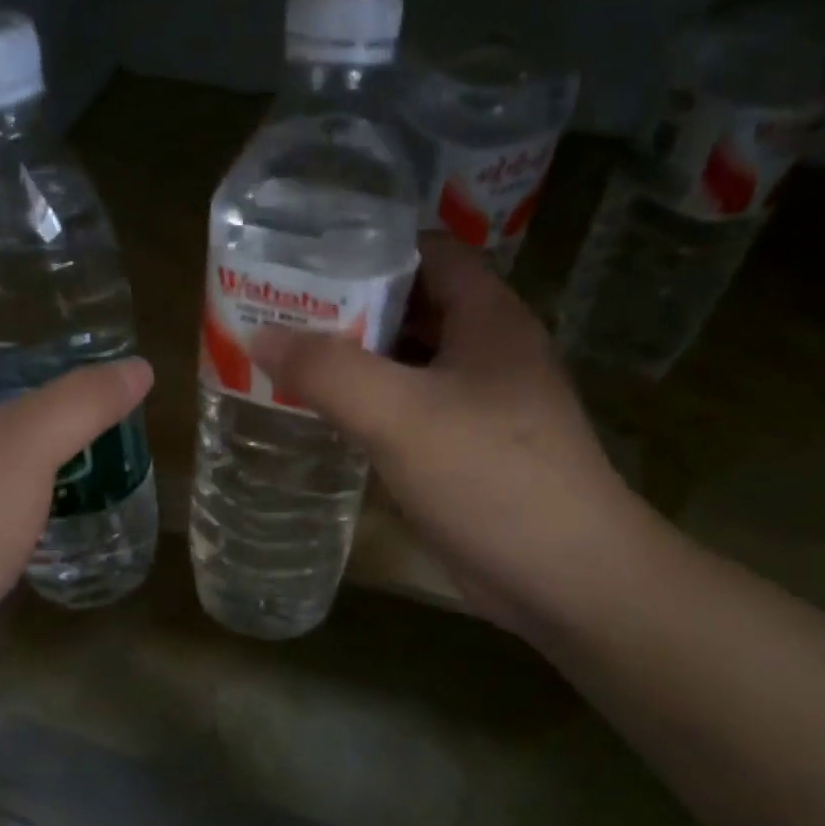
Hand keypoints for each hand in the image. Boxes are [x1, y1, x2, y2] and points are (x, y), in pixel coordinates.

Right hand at [252, 237, 647, 634]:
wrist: (564, 576)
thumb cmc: (489, 476)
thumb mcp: (399, 413)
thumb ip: (327, 370)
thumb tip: (260, 334)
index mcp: (488, 318)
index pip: (428, 253)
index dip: (369, 248)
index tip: (306, 261)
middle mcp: (487, 352)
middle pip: (411, 308)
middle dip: (348, 308)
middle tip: (279, 313)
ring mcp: (480, 405)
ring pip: (407, 364)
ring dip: (354, 362)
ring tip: (287, 361)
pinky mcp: (466, 452)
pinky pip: (409, 411)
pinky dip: (368, 408)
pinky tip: (325, 418)